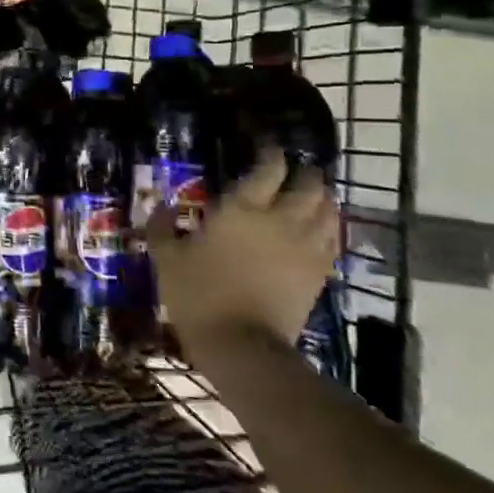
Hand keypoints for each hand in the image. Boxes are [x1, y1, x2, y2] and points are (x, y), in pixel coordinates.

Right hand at [147, 148, 339, 359]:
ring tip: (313, 195)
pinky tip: (321, 229)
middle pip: (309, 185)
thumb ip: (162, 228)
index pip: (269, 168)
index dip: (271, 153)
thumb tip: (160, 207)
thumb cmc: (198, 295)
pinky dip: (330, 228)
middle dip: (305, 172)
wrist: (241, 345)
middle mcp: (280, 219)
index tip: (267, 147)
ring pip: (329, 210)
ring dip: (323, 198)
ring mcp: (305, 247)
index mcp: (242, 209)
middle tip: (295, 170)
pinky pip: (333, 240)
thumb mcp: (167, 258)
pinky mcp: (318, 273)